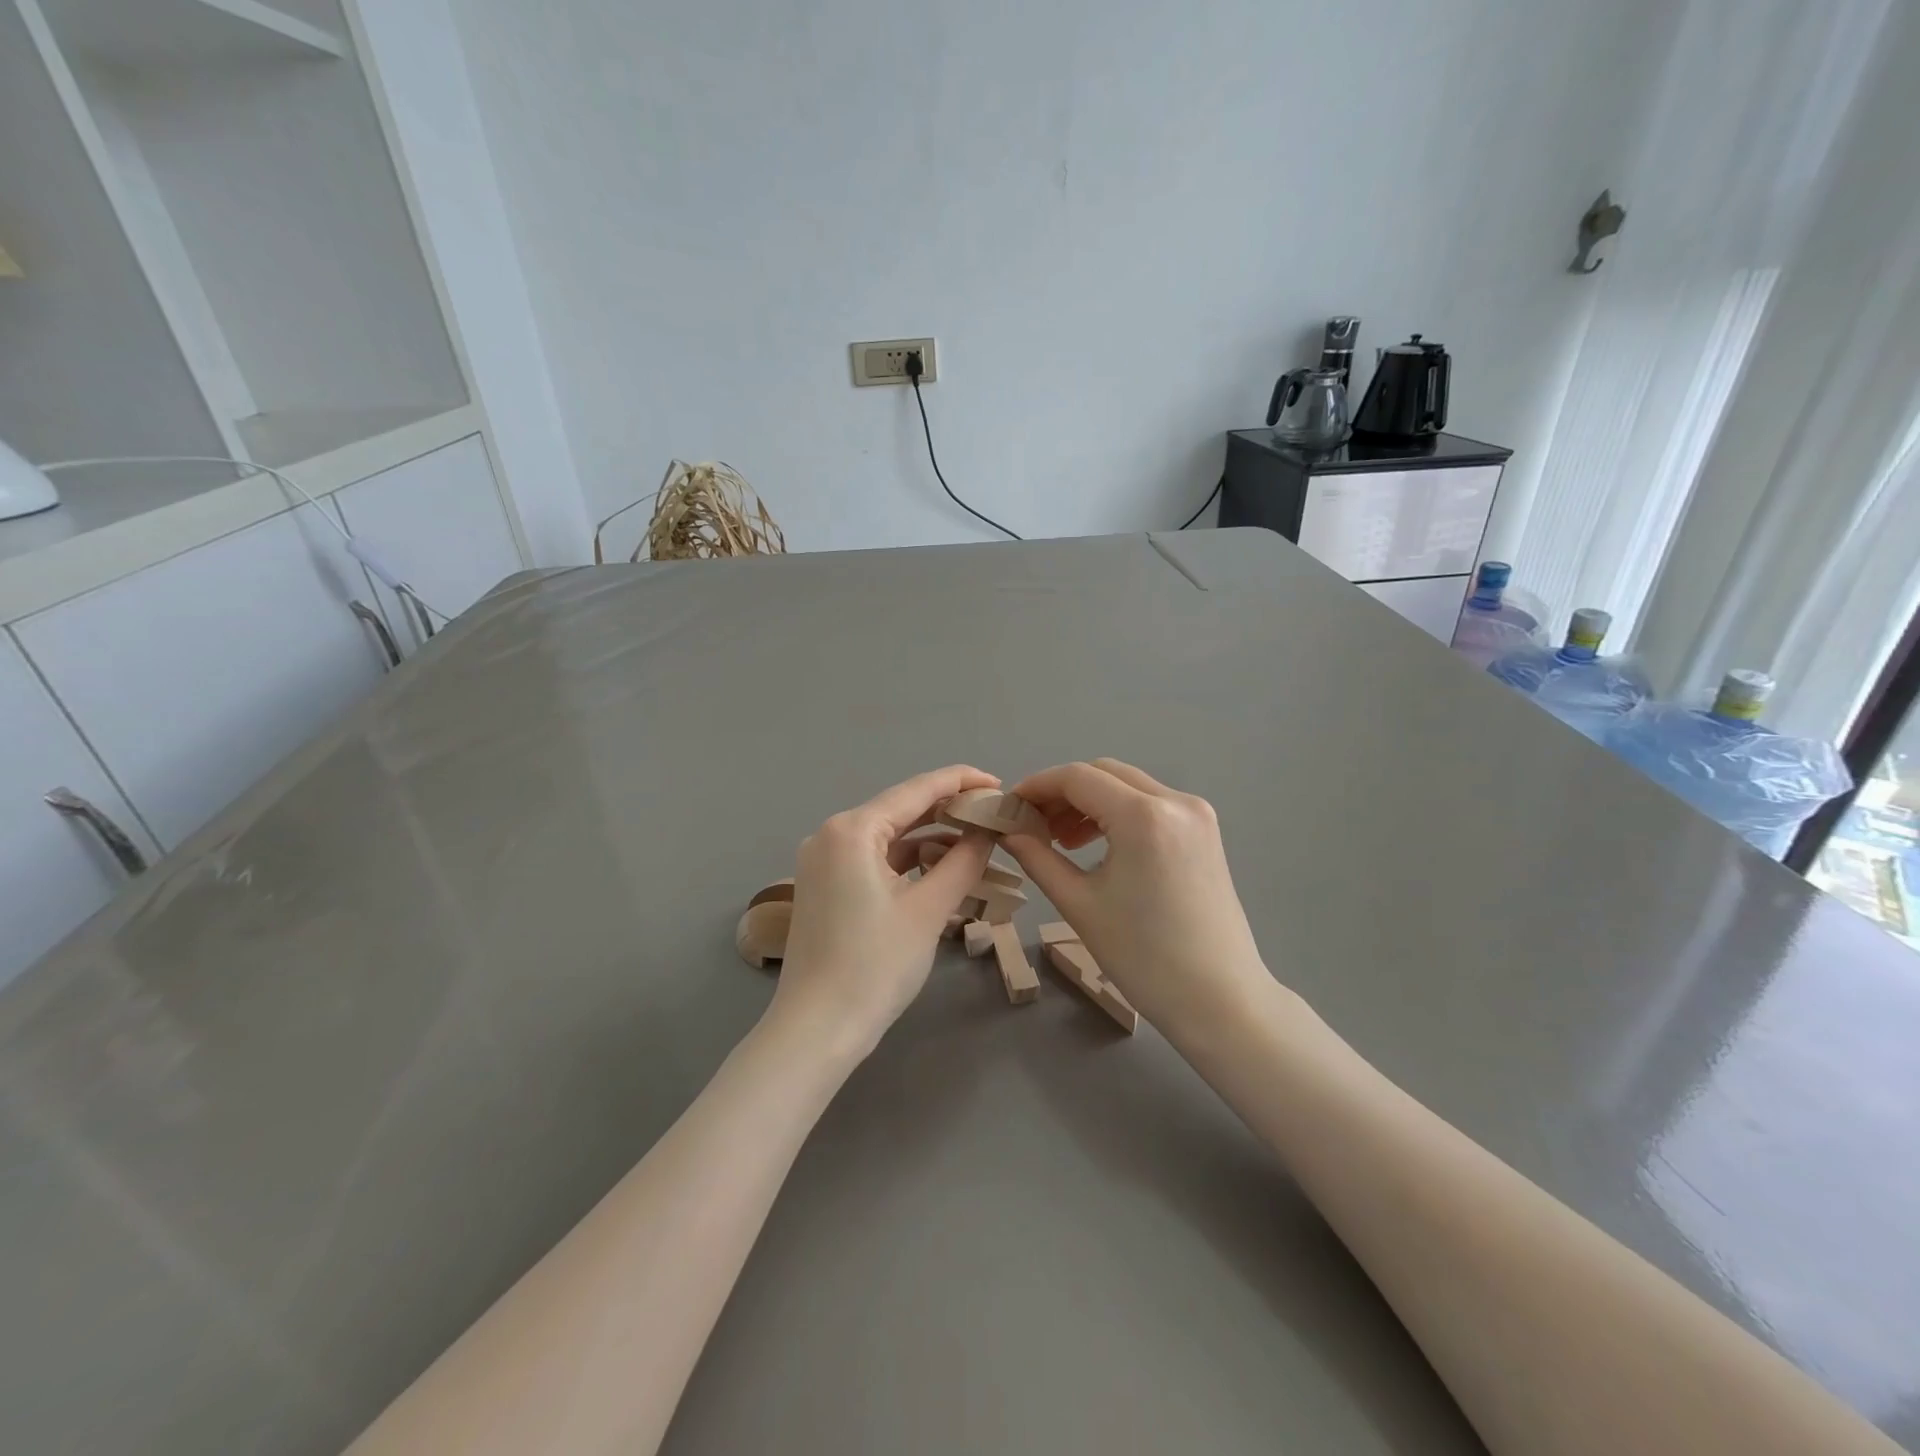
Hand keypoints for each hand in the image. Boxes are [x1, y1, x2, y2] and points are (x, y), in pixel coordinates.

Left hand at [767, 766, 998, 1059]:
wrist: (816, 1030)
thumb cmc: (874, 966)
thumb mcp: (928, 911)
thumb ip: (963, 861)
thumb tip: (988, 831)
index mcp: (852, 830)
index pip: (916, 790)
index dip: (961, 781)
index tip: (998, 784)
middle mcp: (831, 834)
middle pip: (900, 809)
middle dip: (948, 810)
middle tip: (994, 815)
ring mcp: (824, 861)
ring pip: (889, 836)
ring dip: (931, 838)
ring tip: (977, 842)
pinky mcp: (826, 886)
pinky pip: (875, 859)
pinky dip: (908, 861)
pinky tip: (942, 867)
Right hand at [1000, 759, 1270, 1034]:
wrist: (1220, 999)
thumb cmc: (1144, 957)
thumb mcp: (1080, 905)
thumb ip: (1038, 858)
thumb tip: (1010, 831)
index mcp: (1144, 816)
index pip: (1077, 777)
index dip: (1037, 786)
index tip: (1009, 806)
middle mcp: (1175, 801)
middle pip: (1104, 773)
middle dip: (1062, 792)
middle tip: (1032, 824)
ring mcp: (1196, 814)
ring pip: (1128, 785)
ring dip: (1090, 801)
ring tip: (1061, 840)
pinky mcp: (1204, 831)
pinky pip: (1150, 804)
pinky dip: (1117, 813)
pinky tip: (1097, 844)